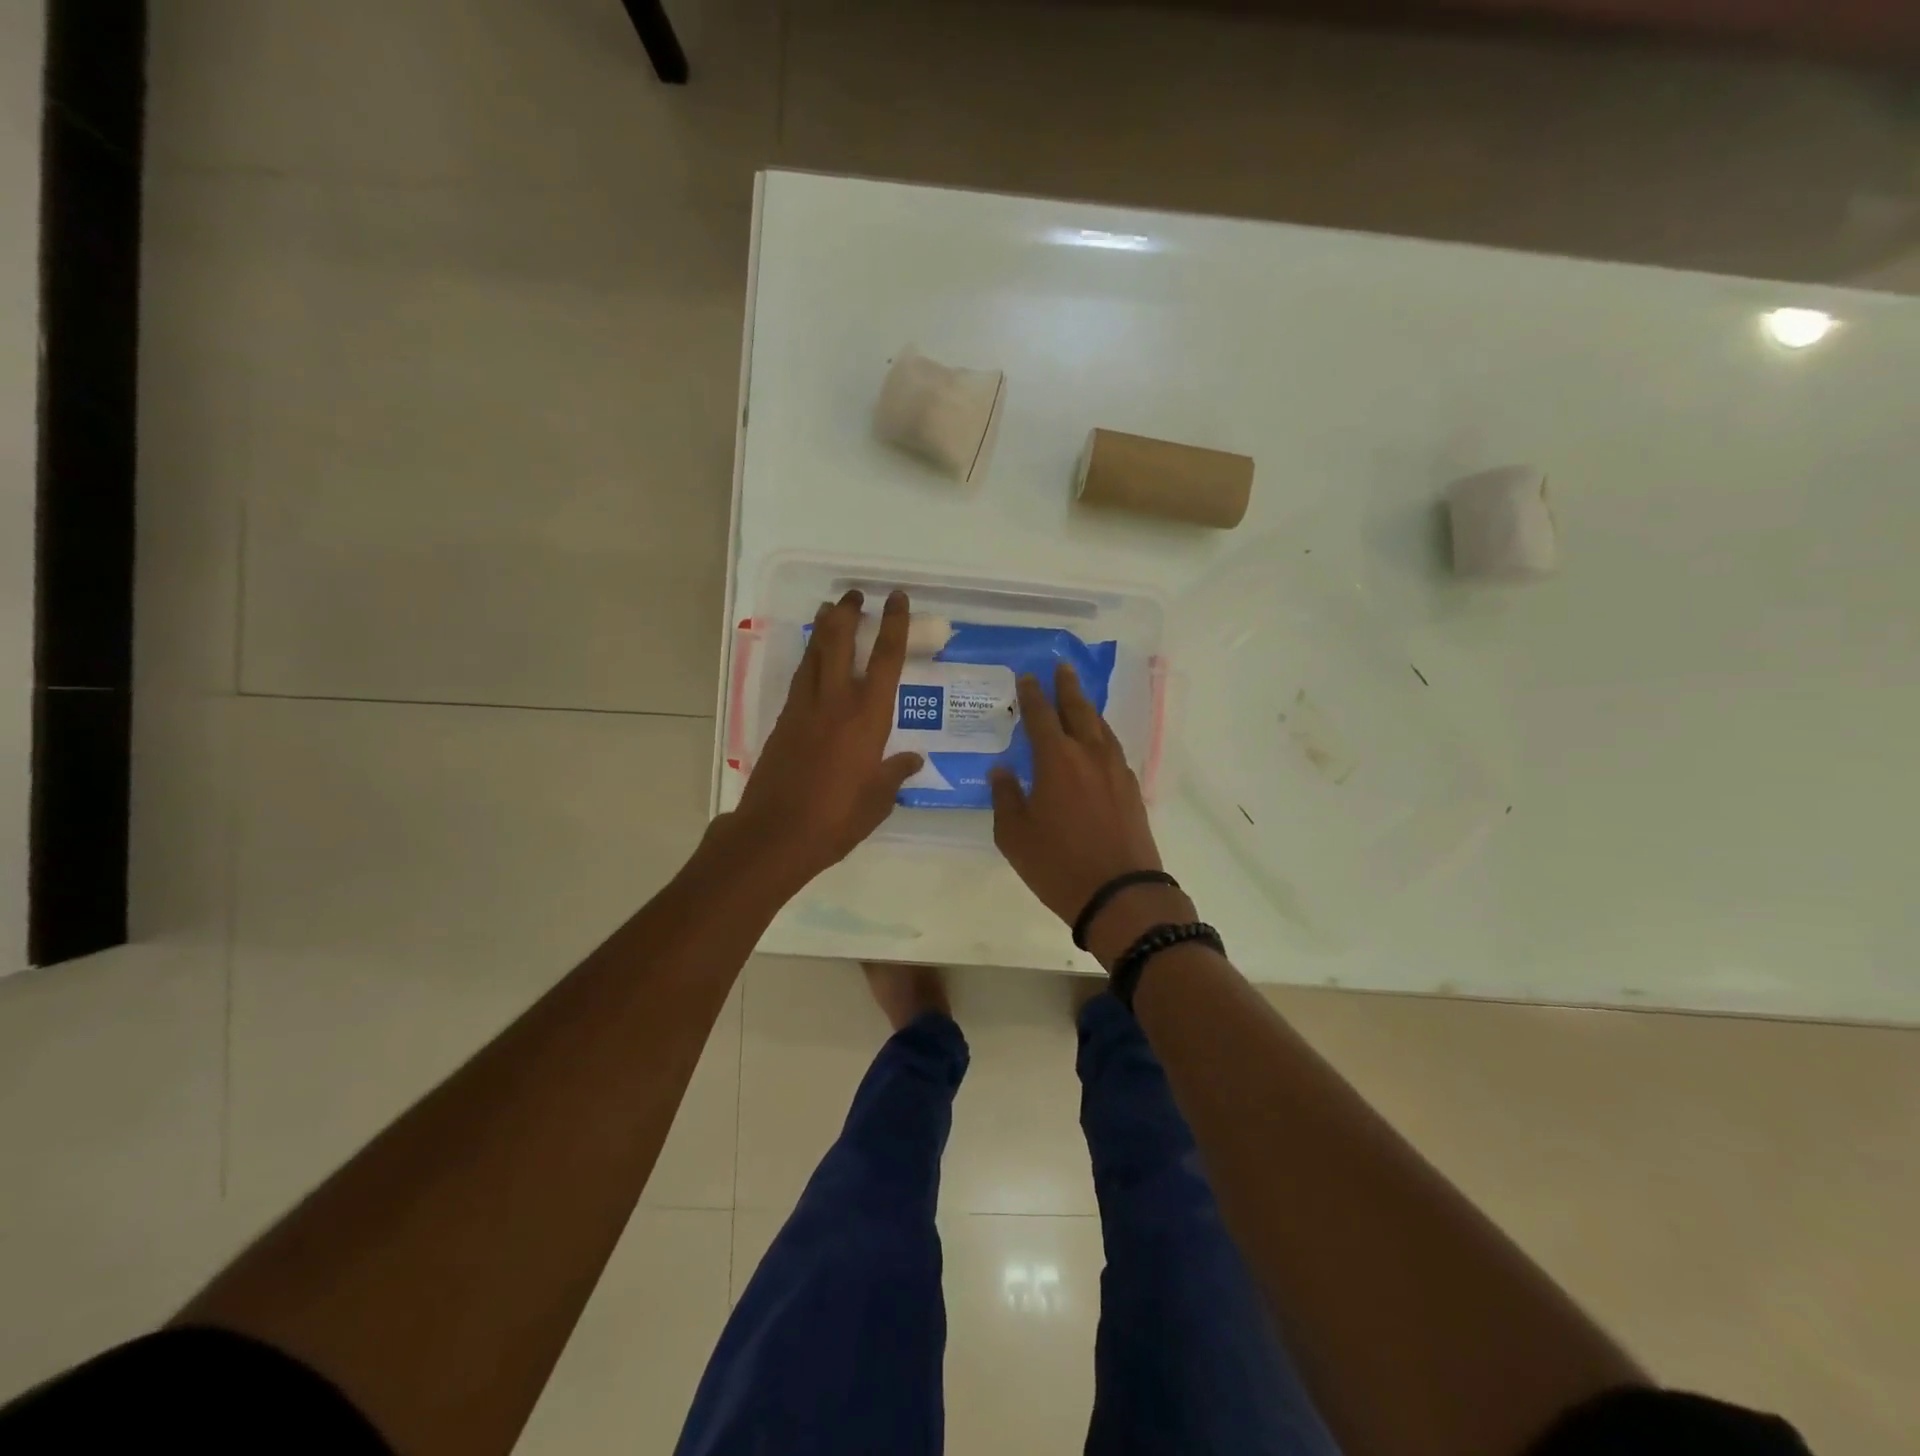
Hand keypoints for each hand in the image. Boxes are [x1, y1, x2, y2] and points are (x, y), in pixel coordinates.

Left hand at [727, 589, 922, 888]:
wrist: (776, 833)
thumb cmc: (837, 818)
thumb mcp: (878, 799)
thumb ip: (895, 773)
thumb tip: (914, 759)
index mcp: (867, 717)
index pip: (884, 659)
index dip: (893, 624)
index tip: (896, 598)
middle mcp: (836, 702)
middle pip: (839, 642)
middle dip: (848, 613)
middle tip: (854, 595)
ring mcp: (805, 708)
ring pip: (814, 654)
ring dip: (824, 629)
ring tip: (831, 610)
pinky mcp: (784, 721)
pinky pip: (800, 678)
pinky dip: (809, 659)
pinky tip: (814, 659)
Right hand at [990, 662, 1166, 930]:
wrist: (1121, 893)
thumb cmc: (1058, 864)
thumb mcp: (1014, 835)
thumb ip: (1005, 796)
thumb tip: (1001, 770)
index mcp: (1056, 759)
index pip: (1040, 715)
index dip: (1032, 694)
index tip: (1027, 677)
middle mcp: (1089, 754)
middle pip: (1078, 709)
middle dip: (1067, 687)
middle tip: (1062, 667)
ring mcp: (1115, 770)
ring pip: (1101, 727)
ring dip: (1088, 708)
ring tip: (1079, 699)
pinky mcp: (1132, 788)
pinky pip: (1114, 748)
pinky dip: (1102, 735)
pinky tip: (1098, 742)